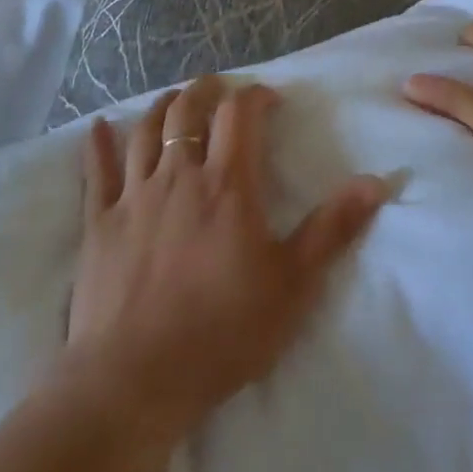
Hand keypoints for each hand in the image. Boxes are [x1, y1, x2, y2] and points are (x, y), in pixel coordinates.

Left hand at [61, 76, 387, 446]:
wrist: (133, 382)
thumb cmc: (221, 332)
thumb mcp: (293, 284)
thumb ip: (333, 228)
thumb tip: (376, 181)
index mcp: (226, 184)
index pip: (240, 114)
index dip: (255, 96)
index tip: (269, 99)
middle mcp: (178, 175)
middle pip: (188, 110)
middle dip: (207, 90)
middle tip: (220, 89)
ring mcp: (133, 196)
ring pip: (145, 130)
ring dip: (162, 106)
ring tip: (175, 98)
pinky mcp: (98, 224)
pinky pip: (96, 173)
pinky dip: (98, 145)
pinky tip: (96, 127)